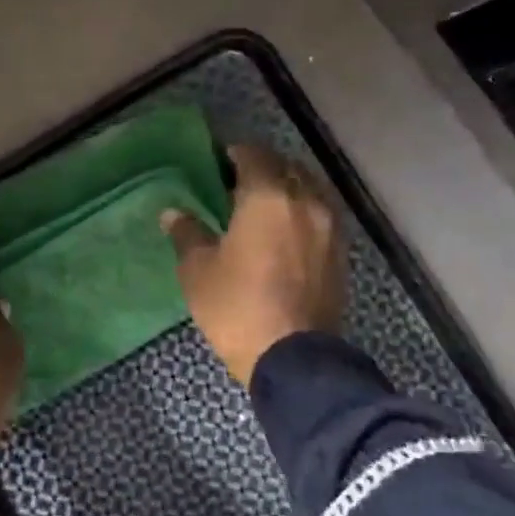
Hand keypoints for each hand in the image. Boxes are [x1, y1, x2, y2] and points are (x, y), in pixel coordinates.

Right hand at [161, 144, 347, 385]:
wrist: (295, 361)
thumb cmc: (237, 308)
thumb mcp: (198, 271)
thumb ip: (188, 234)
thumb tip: (173, 213)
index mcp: (267, 197)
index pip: (252, 155)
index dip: (232, 154)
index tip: (215, 163)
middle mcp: (304, 201)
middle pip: (285, 167)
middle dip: (261, 168)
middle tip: (236, 184)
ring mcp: (329, 227)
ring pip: (308, 189)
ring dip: (286, 188)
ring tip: (261, 207)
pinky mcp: (341, 253)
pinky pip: (320, 215)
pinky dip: (302, 212)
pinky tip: (283, 232)